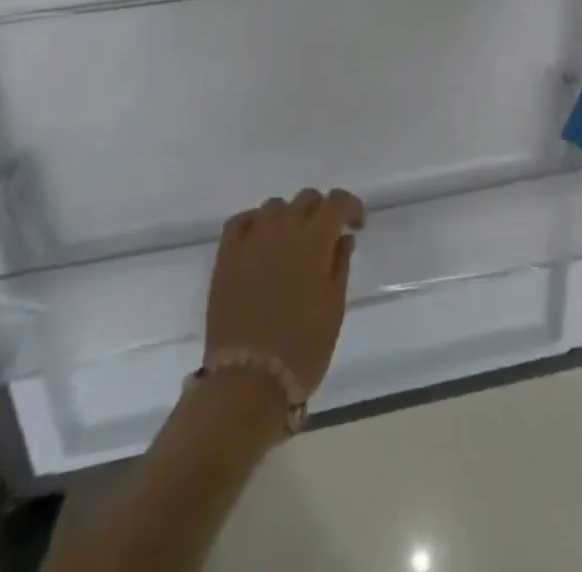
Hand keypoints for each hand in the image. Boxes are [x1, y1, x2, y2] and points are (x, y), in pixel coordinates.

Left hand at [206, 188, 364, 399]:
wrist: (248, 382)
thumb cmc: (302, 349)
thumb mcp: (334, 308)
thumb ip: (340, 264)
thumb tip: (342, 236)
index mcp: (315, 240)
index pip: (337, 201)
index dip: (350, 207)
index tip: (355, 224)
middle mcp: (284, 228)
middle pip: (306, 199)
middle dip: (320, 211)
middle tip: (324, 237)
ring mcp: (252, 239)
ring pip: (275, 207)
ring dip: (289, 217)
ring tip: (291, 243)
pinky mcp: (226, 255)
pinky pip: (241, 221)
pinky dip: (255, 223)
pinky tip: (260, 240)